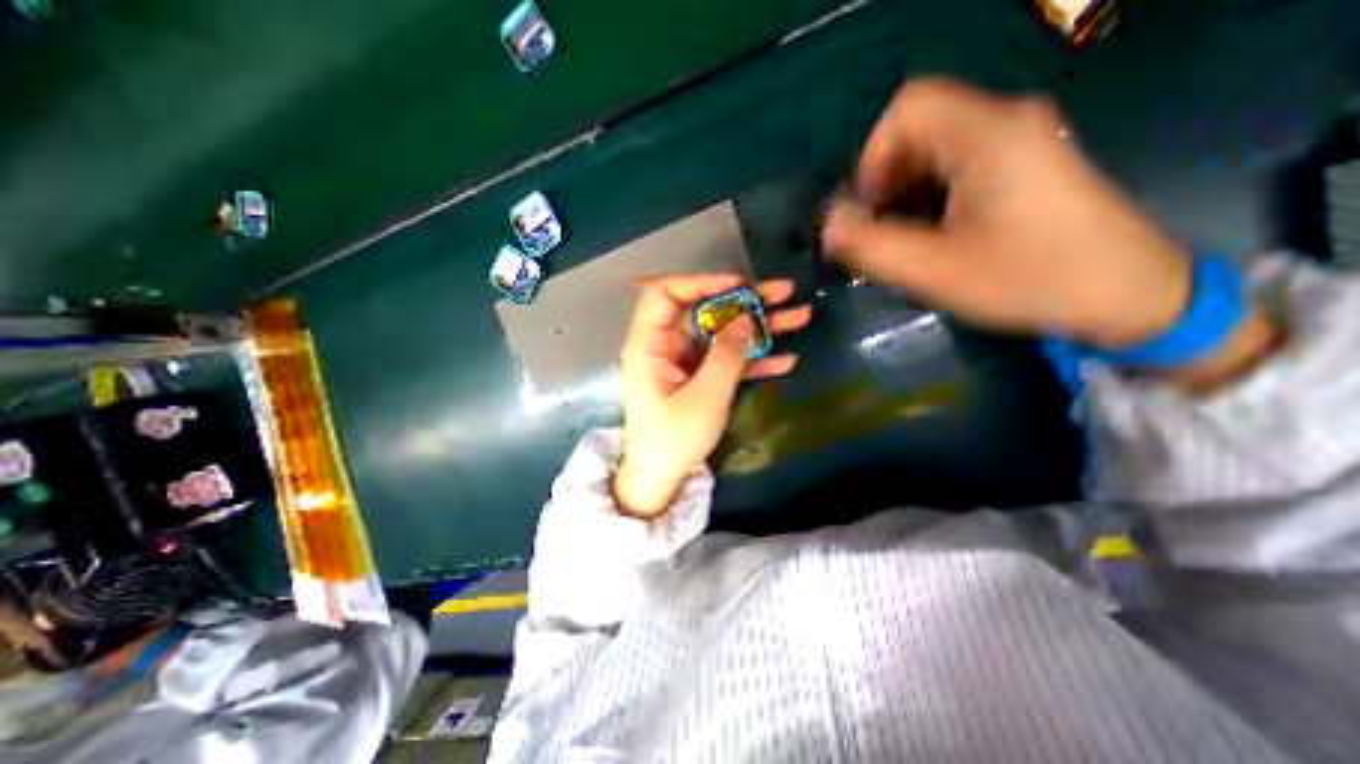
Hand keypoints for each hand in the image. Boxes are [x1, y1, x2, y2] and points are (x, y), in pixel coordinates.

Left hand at [614, 273, 811, 519]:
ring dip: (759, 327)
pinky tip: (787, 359)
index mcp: (650, 345)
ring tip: (799, 317)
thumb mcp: (704, 397)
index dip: (700, 282)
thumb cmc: (673, 440)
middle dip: (745, 302)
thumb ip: (726, 356)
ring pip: (721, 334)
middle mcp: (666, 346)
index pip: (665, 294)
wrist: (661, 479)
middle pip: (705, 311)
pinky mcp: (699, 378)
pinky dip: (753, 359)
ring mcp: (685, 362)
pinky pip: (727, 360)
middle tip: (785, 292)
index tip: (738, 285)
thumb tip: (745, 320)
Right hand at [816, 79, 1191, 348]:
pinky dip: (926, 199)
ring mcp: (1016, 142)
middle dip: (884, 183)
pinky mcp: (1020, 164)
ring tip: (903, 243)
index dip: (872, 156)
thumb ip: (871, 246)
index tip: (869, 208)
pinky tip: (930, 237)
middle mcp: (1003, 124)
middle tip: (881, 235)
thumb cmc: (1028, 279)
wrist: (1124, 293)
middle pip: (916, 132)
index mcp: (987, 136)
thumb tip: (828, 226)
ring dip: (902, 195)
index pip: (907, 108)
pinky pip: (954, 167)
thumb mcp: (935, 271)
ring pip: (931, 152)